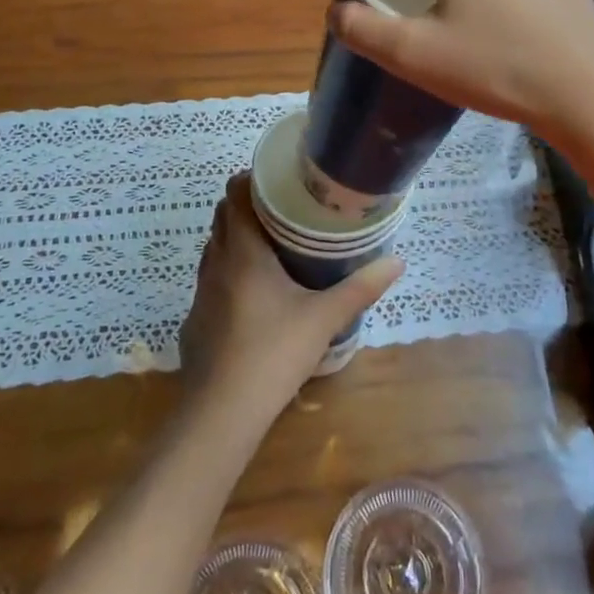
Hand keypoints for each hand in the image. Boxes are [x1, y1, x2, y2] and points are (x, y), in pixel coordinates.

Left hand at [179, 176, 403, 414]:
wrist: (219, 416)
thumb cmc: (272, 354)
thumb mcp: (323, 319)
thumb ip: (360, 288)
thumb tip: (398, 261)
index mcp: (242, 249)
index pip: (235, 191)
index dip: (252, 178)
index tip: (280, 179)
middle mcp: (216, 260)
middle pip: (223, 214)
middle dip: (249, 205)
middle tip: (286, 209)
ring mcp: (201, 290)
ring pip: (215, 246)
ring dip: (238, 237)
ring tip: (273, 245)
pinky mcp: (195, 318)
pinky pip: (211, 278)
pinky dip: (229, 271)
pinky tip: (254, 294)